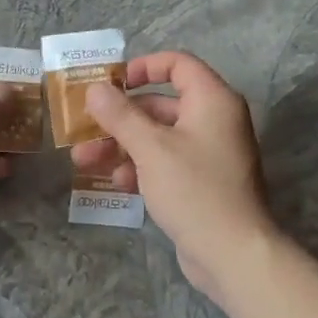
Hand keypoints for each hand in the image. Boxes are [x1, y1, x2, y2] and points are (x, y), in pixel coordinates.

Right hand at [70, 52, 278, 302]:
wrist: (233, 254)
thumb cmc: (194, 189)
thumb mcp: (151, 148)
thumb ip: (120, 115)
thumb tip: (95, 89)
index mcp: (212, 100)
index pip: (178, 64)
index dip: (143, 67)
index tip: (112, 83)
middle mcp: (214, 120)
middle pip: (160, 104)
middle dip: (119, 118)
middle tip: (84, 129)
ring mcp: (208, 153)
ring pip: (158, 137)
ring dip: (121, 145)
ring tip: (84, 161)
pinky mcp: (201, 182)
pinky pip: (165, 163)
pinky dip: (140, 167)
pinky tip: (115, 183)